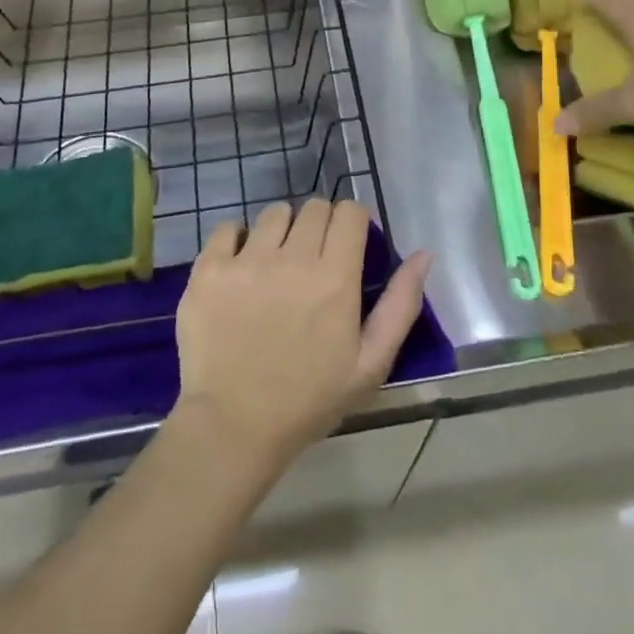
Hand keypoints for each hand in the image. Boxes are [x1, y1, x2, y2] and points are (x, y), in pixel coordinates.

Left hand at [173, 199, 432, 467]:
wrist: (234, 427)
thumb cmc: (309, 399)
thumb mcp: (371, 363)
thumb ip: (401, 304)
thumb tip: (424, 254)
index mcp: (335, 277)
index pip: (349, 211)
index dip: (352, 222)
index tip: (347, 244)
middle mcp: (293, 257)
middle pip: (313, 207)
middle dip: (320, 225)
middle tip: (312, 260)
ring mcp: (247, 260)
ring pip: (273, 213)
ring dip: (281, 230)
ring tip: (275, 263)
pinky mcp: (209, 269)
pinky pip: (228, 227)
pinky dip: (237, 239)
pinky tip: (240, 266)